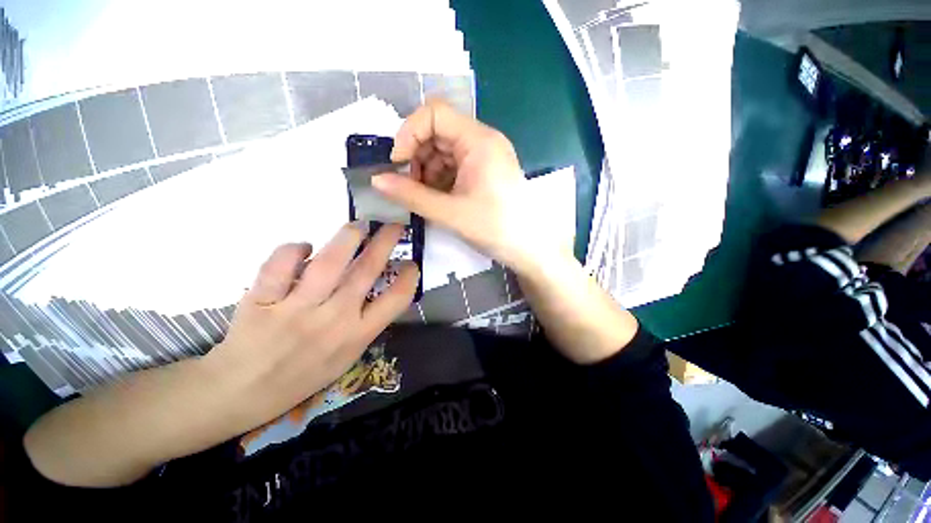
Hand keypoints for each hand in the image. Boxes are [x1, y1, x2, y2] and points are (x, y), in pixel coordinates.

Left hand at [202, 223, 417, 431]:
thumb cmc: (303, 374)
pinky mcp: (262, 301)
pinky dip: (294, 249)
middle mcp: (333, 319)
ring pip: (328, 262)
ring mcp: (297, 310)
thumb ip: (365, 322)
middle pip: (366, 271)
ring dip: (347, 237)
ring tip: (357, 225)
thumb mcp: (347, 355)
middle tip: (392, 225)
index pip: (396, 299)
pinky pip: (280, 265)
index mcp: (357, 335)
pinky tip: (304, 247)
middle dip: (385, 242)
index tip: (411, 262)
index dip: (409, 276)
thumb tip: (375, 283)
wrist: (243, 392)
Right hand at [372, 99, 564, 273]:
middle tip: (406, 185)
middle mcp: (483, 141)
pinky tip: (436, 198)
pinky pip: (454, 166)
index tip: (397, 164)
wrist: (529, 248)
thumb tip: (376, 180)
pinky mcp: (484, 172)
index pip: (434, 113)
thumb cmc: (495, 228)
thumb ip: (411, 195)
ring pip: (444, 151)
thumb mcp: (450, 212)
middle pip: (438, 132)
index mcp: (479, 141)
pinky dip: (439, 179)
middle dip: (416, 156)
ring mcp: (485, 157)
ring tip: (421, 196)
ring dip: (426, 170)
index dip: (409, 133)